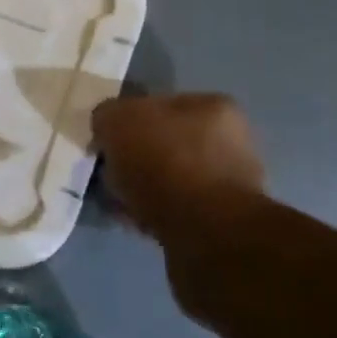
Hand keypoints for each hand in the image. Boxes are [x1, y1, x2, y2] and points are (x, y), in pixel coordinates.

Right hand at [92, 93, 271, 320]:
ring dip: (143, 188)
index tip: (105, 142)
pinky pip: (175, 209)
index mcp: (212, 107)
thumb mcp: (118, 120)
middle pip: (166, 143)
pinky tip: (134, 221)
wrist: (205, 232)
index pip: (159, 105)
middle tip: (108, 172)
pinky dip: (153, 213)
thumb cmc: (164, 162)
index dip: (127, 121)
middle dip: (136, 158)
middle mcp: (231, 140)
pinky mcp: (222, 221)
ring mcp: (230, 183)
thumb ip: (107, 115)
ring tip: (117, 200)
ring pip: (169, 178)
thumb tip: (106, 126)